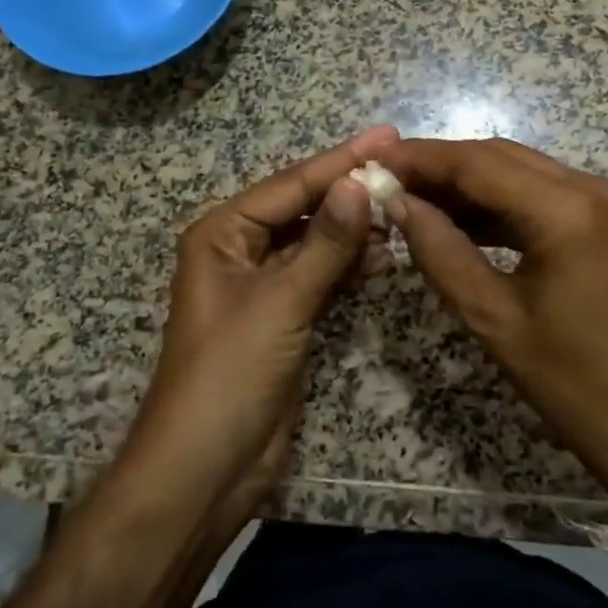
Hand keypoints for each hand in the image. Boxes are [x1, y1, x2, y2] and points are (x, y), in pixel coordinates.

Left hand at [116, 126, 399, 525]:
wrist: (204, 471)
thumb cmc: (229, 375)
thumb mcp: (280, 303)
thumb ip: (325, 244)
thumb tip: (360, 185)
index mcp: (223, 233)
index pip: (292, 185)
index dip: (341, 161)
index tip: (388, 136)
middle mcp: (241, 249)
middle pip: (304, 207)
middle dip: (349, 190)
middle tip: (403, 169)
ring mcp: (264, 284)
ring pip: (316, 241)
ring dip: (354, 227)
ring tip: (402, 209)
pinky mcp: (285, 316)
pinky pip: (321, 275)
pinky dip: (349, 264)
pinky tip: (383, 254)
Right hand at [382, 137, 607, 529]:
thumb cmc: (569, 381)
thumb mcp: (491, 317)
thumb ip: (440, 250)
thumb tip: (397, 202)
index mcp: (570, 212)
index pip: (480, 164)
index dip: (423, 159)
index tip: (375, 162)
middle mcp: (593, 188)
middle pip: (500, 157)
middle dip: (441, 166)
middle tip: (388, 179)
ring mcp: (605, 199)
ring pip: (518, 170)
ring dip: (467, 182)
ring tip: (412, 197)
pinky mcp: (604, 216)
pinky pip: (539, 192)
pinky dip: (496, 201)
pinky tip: (456, 216)